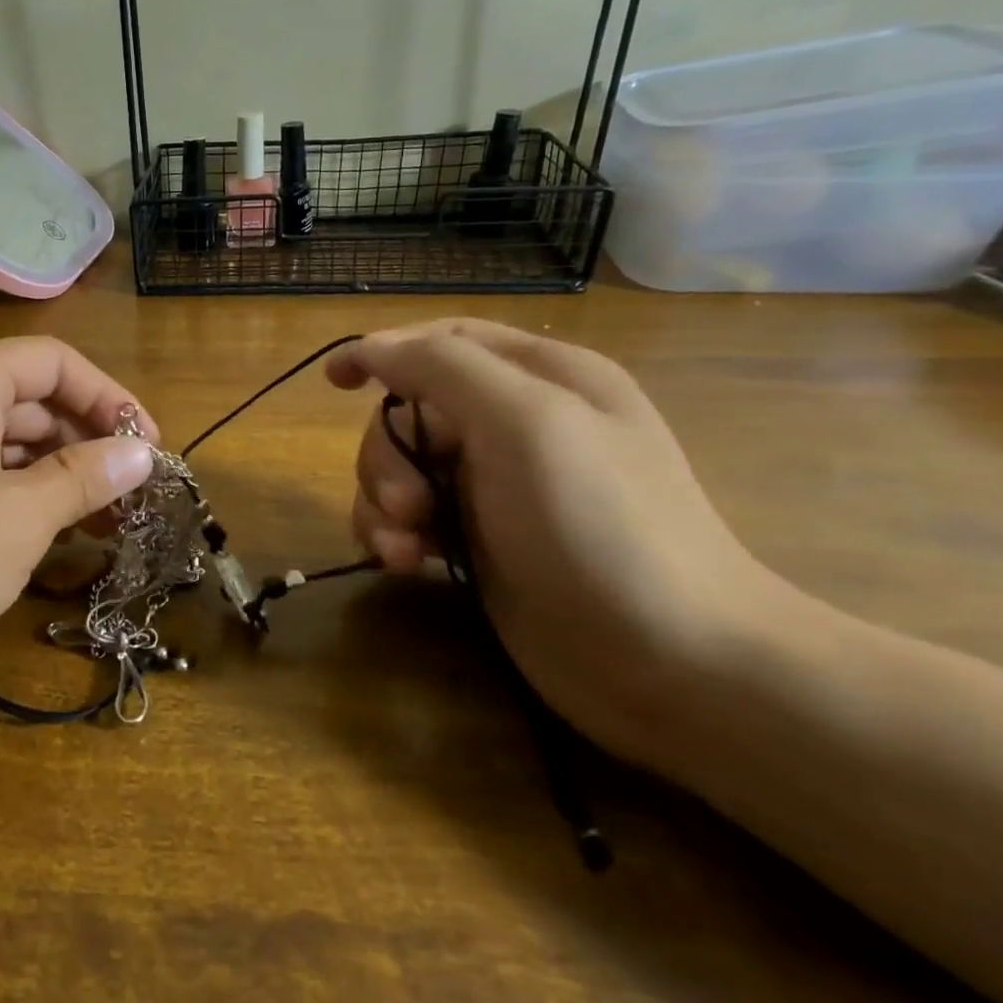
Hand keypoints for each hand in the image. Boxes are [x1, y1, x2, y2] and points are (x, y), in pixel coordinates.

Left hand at [0, 337, 157, 683]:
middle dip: (88, 445)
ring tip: (104, 528)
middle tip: (133, 501)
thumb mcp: (18, 519)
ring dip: (57, 479)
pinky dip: (19, 501)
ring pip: (7, 445)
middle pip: (33, 401)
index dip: (112, 399)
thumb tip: (142, 452)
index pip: (57, 362)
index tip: (151, 451)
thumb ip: (85, 478)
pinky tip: (50, 541)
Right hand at [327, 320, 793, 767]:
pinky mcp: (479, 542)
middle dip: (386, 454)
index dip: (384, 351)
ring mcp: (496, 488)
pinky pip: (409, 519)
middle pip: (411, 412)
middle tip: (404, 505)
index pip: (444, 341)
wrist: (669, 661)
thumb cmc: (599, 525)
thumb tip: (373, 346)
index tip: (333, 381)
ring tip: (403, 548)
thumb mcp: (525, 422)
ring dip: (381, 503)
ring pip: (400, 469)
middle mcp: (516, 425)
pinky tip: (408, 565)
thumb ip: (443, 369)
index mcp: (540, 377)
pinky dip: (392, 537)